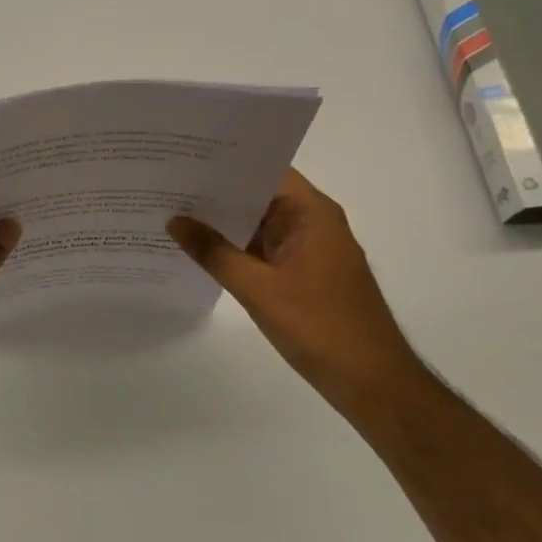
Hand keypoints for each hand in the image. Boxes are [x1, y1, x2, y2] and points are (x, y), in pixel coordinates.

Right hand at [168, 169, 417, 401]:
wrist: (374, 385)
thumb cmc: (321, 327)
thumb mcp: (258, 288)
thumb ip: (214, 252)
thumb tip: (174, 220)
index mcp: (312, 213)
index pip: (264, 170)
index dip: (226, 161)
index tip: (185, 156)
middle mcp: (313, 222)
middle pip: (259, 195)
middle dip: (216, 191)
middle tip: (167, 182)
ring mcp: (309, 250)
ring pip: (259, 224)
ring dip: (224, 222)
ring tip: (173, 210)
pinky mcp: (304, 275)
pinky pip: (263, 249)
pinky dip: (236, 247)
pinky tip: (200, 249)